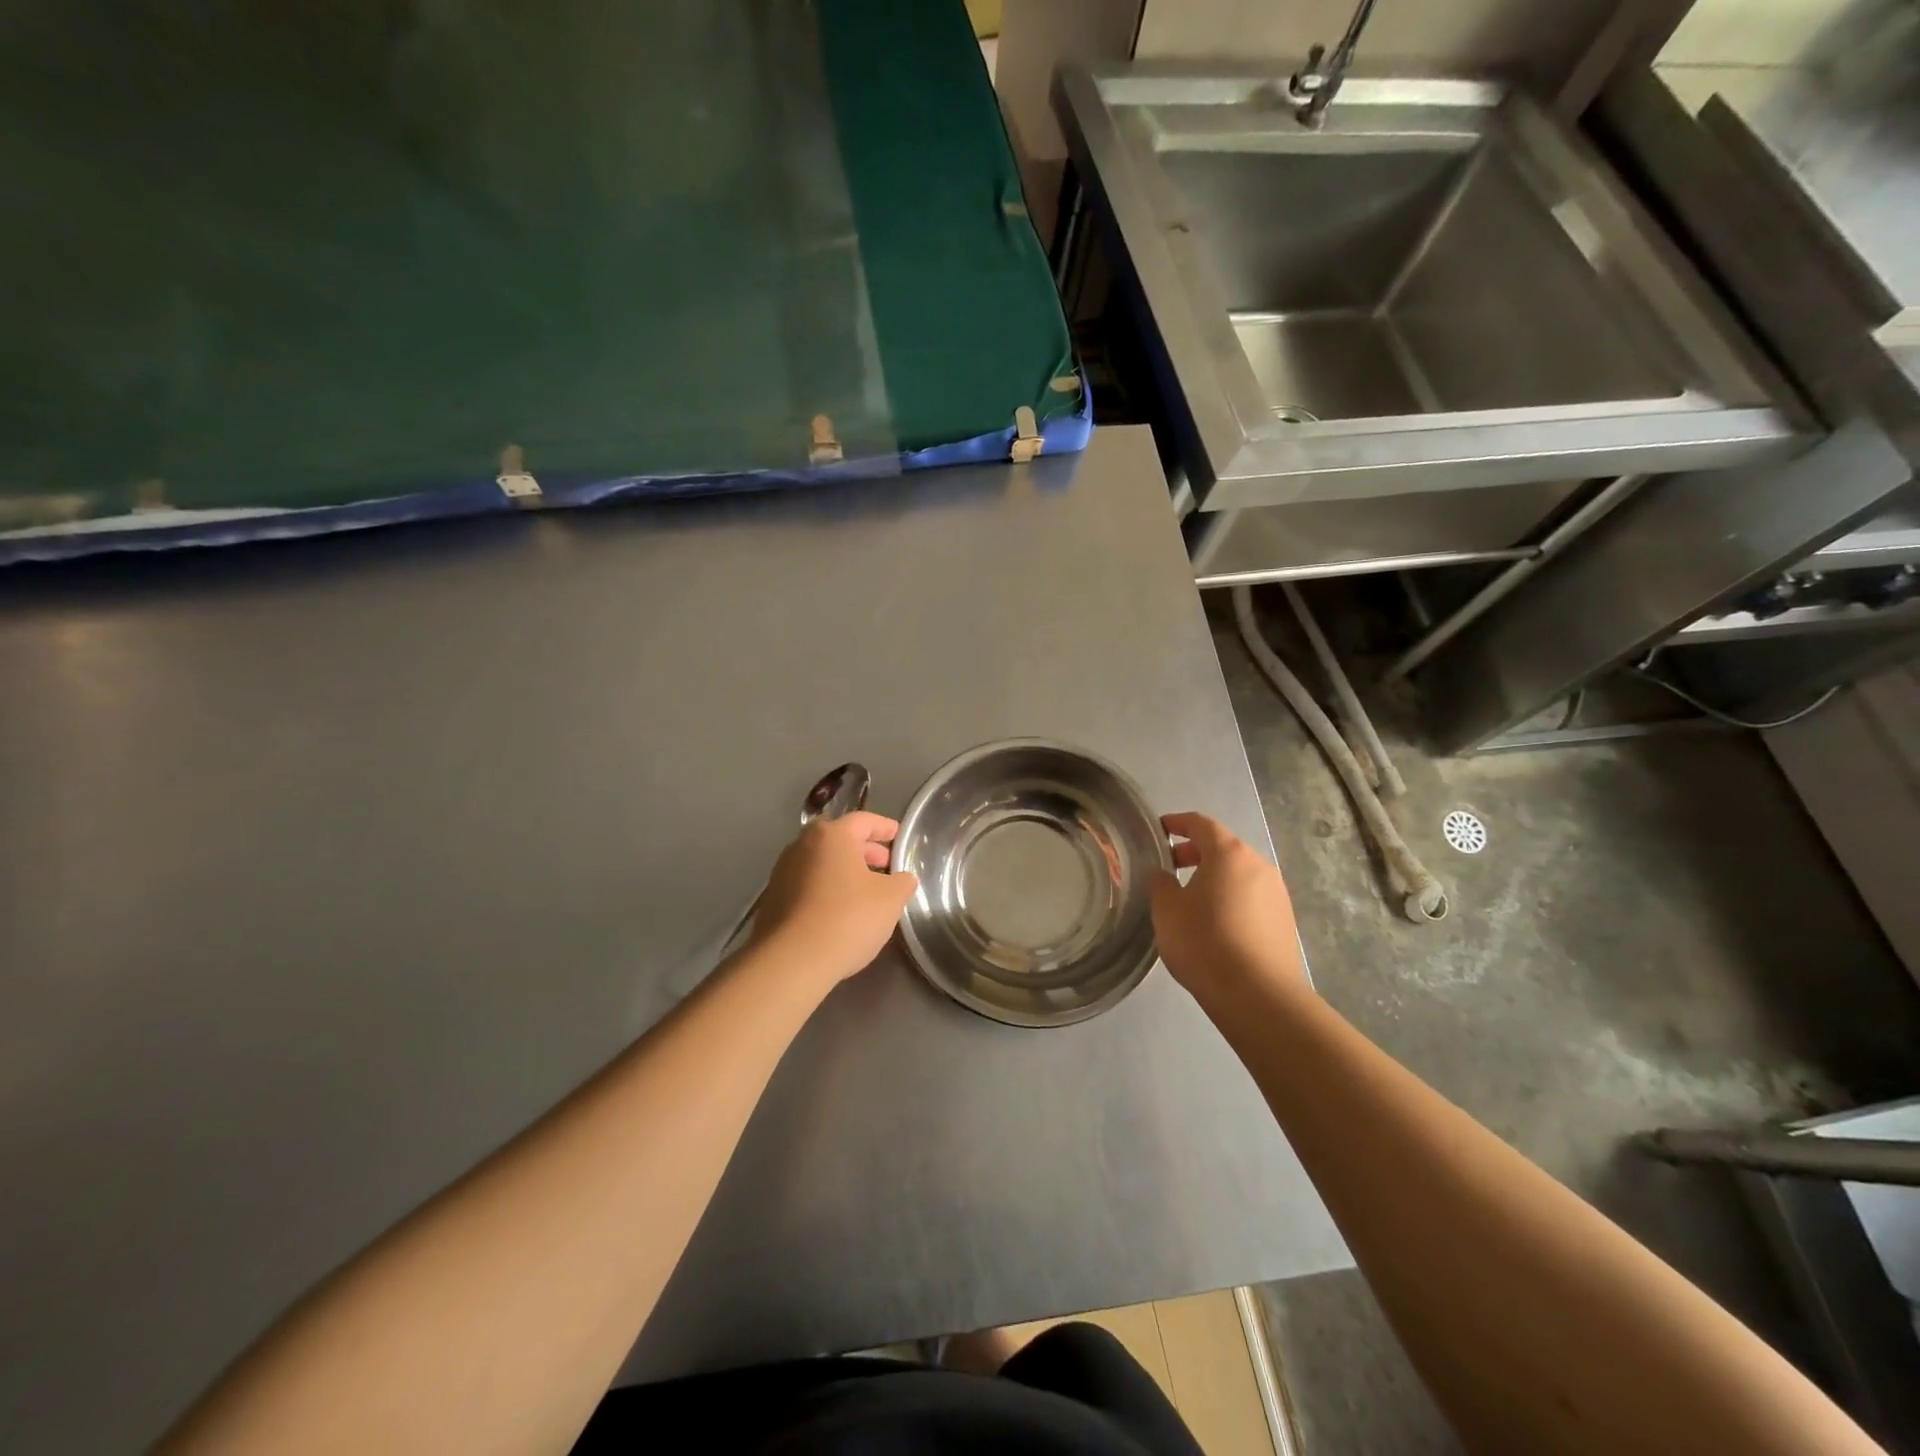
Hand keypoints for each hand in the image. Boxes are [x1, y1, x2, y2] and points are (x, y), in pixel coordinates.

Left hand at [751, 812, 918, 986]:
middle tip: (885, 865)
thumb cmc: (847, 918)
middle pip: (839, 839)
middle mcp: (802, 845)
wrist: (792, 960)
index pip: (863, 821)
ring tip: (865, 889)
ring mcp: (783, 872)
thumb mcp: (890, 899)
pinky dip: (826, 888)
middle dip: (864, 850)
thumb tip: (903, 878)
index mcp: (832, 835)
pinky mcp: (773, 899)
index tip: (898, 835)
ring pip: (821, 862)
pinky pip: (807, 884)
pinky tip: (839, 909)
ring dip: (844, 870)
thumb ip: (902, 882)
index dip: (884, 827)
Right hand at [1150, 812, 1305, 1000]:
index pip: (1201, 824)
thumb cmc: (1205, 943)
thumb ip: (1160, 883)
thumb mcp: (1167, 911)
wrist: (1258, 996)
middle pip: (1223, 848)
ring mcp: (1277, 893)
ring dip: (1214, 877)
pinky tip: (1215, 923)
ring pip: (1239, 873)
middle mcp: (1258, 865)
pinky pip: (1251, 897)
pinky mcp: (1285, 920)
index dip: (1178, 823)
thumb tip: (1163, 874)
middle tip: (1170, 866)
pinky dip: (1230, 898)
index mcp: (1229, 854)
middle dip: (1195, 852)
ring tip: (1190, 898)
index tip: (1159, 829)